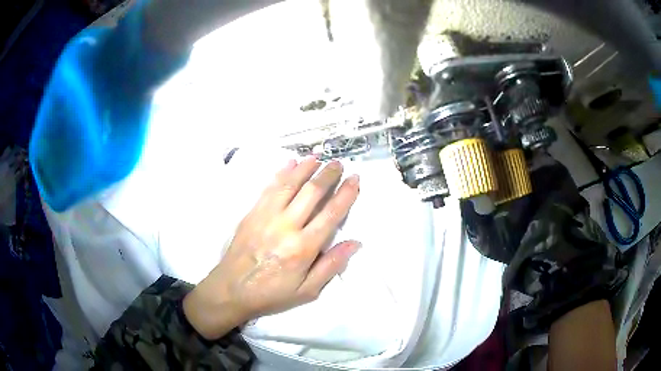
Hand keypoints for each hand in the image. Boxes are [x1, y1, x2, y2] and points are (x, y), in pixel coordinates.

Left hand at [183, 157, 360, 339]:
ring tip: (318, 158)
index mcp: (303, 248)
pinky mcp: (252, 212)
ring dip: (306, 168)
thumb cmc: (272, 293)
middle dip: (328, 174)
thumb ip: (331, 266)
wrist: (231, 289)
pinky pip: (269, 187)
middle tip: (338, 164)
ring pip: (290, 184)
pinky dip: (281, 173)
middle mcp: (286, 226)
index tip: (355, 179)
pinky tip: (290, 163)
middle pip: (311, 192)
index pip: (331, 213)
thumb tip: (355, 243)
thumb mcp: (307, 291)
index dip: (346, 194)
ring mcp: (266, 216)